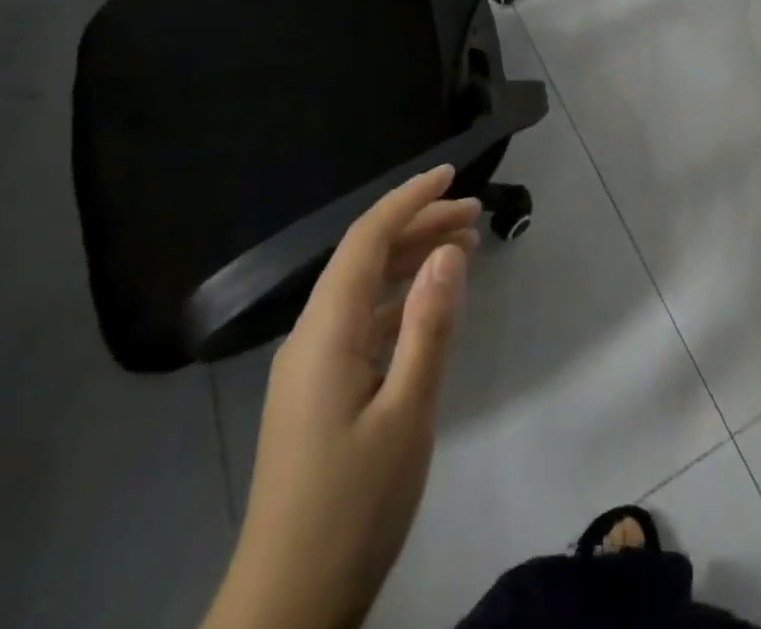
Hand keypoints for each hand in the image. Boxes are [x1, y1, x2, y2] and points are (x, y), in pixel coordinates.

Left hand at [203, 165, 479, 628]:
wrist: (285, 609)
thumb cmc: (352, 508)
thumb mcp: (406, 414)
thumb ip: (429, 327)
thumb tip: (448, 251)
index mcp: (325, 333)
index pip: (366, 240)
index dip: (408, 200)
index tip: (451, 176)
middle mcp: (311, 337)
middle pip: (366, 258)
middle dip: (419, 226)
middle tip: (475, 215)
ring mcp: (311, 367)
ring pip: (365, 290)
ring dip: (411, 261)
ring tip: (464, 247)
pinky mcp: (319, 393)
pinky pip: (363, 323)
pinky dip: (401, 301)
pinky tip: (431, 306)